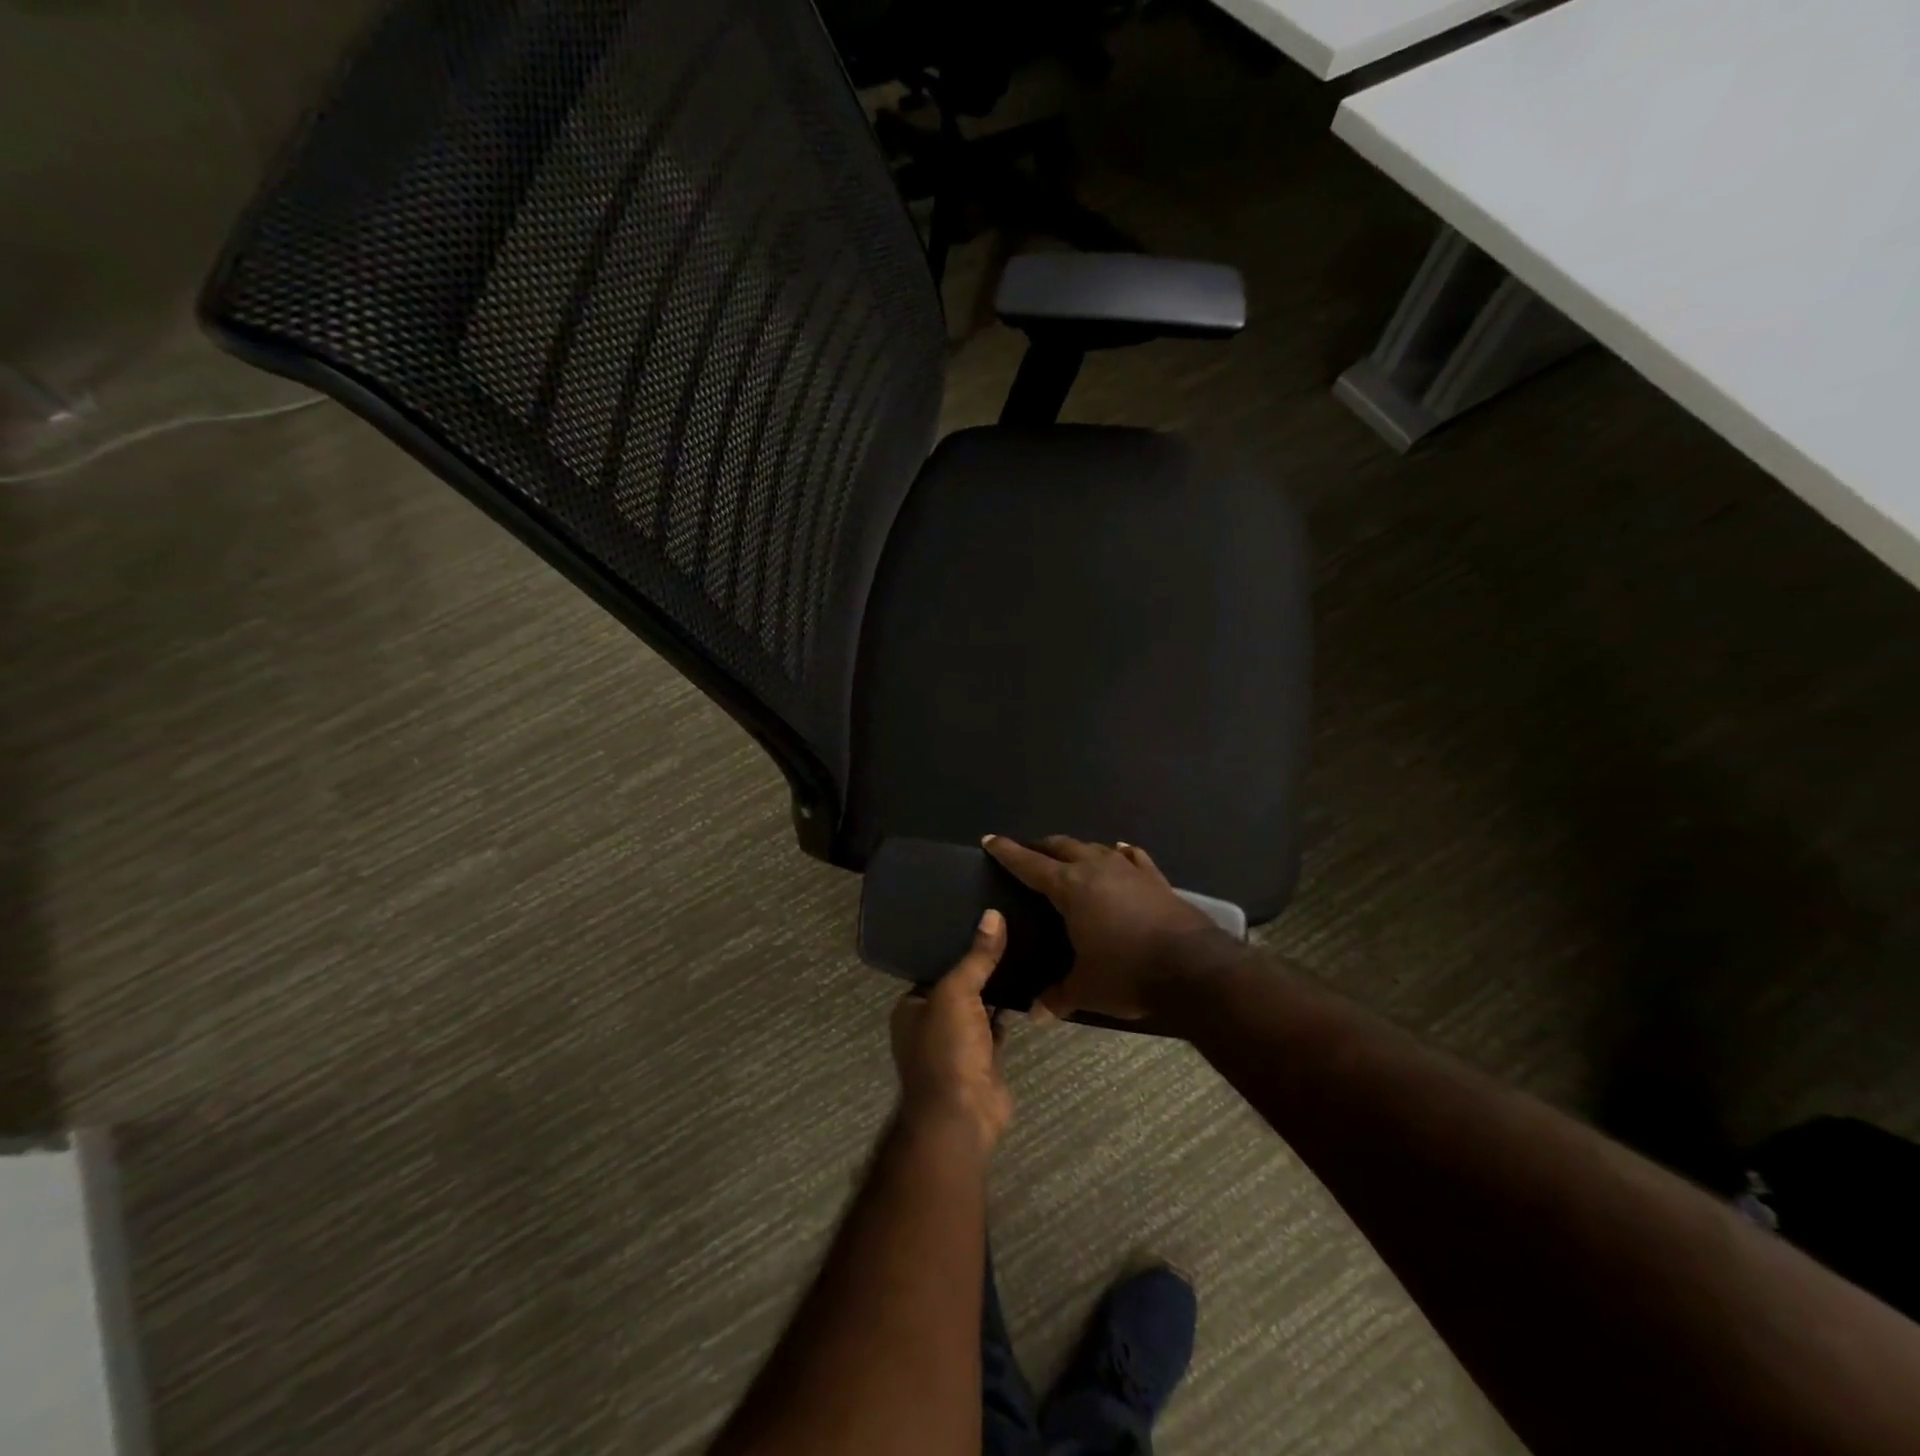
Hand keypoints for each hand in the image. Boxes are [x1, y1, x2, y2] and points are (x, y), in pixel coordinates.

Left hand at [890, 909, 1013, 1156]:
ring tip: (1022, 947)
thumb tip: (992, 914)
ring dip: (996, 986)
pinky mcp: (985, 1058)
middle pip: (958, 985)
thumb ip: (976, 957)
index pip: (932, 966)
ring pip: (979, 1005)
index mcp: (911, 1007)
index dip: (954, 944)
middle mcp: (930, 1023)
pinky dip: (1010, 1010)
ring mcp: (958, 1043)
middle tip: (1007, 928)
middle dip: (979, 964)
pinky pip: (998, 1025)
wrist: (963, 1116)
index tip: (979, 918)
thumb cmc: (946, 1049)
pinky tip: (1030, 984)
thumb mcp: (957, 993)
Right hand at [983, 835, 1220, 1020]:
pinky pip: (1132, 857)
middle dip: (1041, 847)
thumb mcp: (1086, 989)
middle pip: (1062, 846)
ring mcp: (1129, 870)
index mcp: (1070, 888)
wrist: (1192, 968)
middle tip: (1029, 852)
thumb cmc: (1127, 973)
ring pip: (1095, 847)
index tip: (991, 840)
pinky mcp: (1156, 879)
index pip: (1029, 864)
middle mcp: (1096, 869)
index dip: (1008, 852)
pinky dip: (1118, 854)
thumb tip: (1036, 1012)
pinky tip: (1118, 852)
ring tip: (1069, 855)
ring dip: (1078, 849)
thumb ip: (1058, 996)